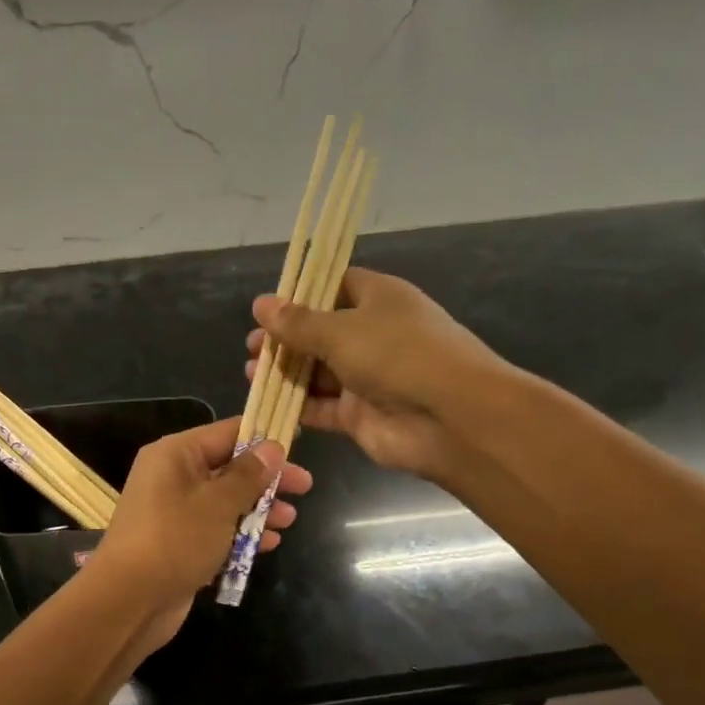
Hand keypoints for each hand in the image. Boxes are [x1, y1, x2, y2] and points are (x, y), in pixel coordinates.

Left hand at [90, 417, 312, 648]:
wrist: (129, 601)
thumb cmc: (176, 539)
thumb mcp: (218, 503)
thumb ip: (248, 475)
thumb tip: (272, 447)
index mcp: (175, 455)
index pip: (226, 432)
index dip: (262, 436)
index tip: (298, 441)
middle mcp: (172, 477)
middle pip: (229, 468)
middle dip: (266, 479)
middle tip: (305, 487)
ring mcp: (175, 512)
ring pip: (225, 501)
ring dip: (258, 509)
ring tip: (290, 521)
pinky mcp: (179, 544)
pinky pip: (216, 530)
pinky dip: (241, 534)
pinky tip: (269, 544)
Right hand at [248, 267, 515, 481]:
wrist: (452, 418)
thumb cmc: (398, 355)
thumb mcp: (341, 330)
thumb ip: (297, 322)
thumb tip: (260, 304)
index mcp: (378, 299)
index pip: (335, 286)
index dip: (301, 293)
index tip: (267, 306)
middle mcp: (373, 335)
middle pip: (321, 332)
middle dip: (286, 339)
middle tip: (253, 346)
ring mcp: (367, 377)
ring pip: (318, 372)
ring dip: (287, 373)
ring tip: (252, 372)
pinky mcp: (360, 415)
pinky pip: (322, 407)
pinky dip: (297, 406)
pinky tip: (267, 402)